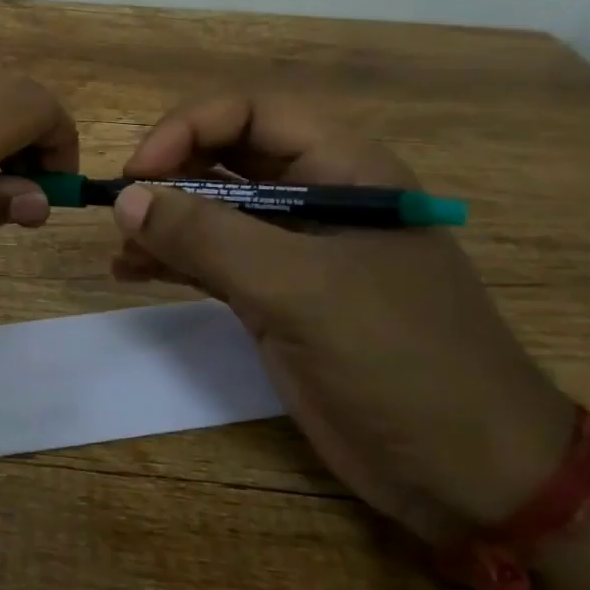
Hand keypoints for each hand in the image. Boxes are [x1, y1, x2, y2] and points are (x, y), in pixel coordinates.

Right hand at [110, 95, 575, 543]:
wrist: (469, 475)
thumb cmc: (399, 360)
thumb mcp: (298, 289)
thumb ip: (207, 236)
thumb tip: (125, 196)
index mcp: (344, 171)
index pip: (253, 113)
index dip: (189, 128)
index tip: (138, 172)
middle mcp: (317, 199)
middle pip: (228, 156)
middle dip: (170, 174)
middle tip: (123, 210)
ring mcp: (295, 251)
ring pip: (214, 210)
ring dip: (163, 220)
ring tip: (120, 247)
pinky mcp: (278, 297)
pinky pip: (212, 259)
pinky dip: (171, 260)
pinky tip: (131, 272)